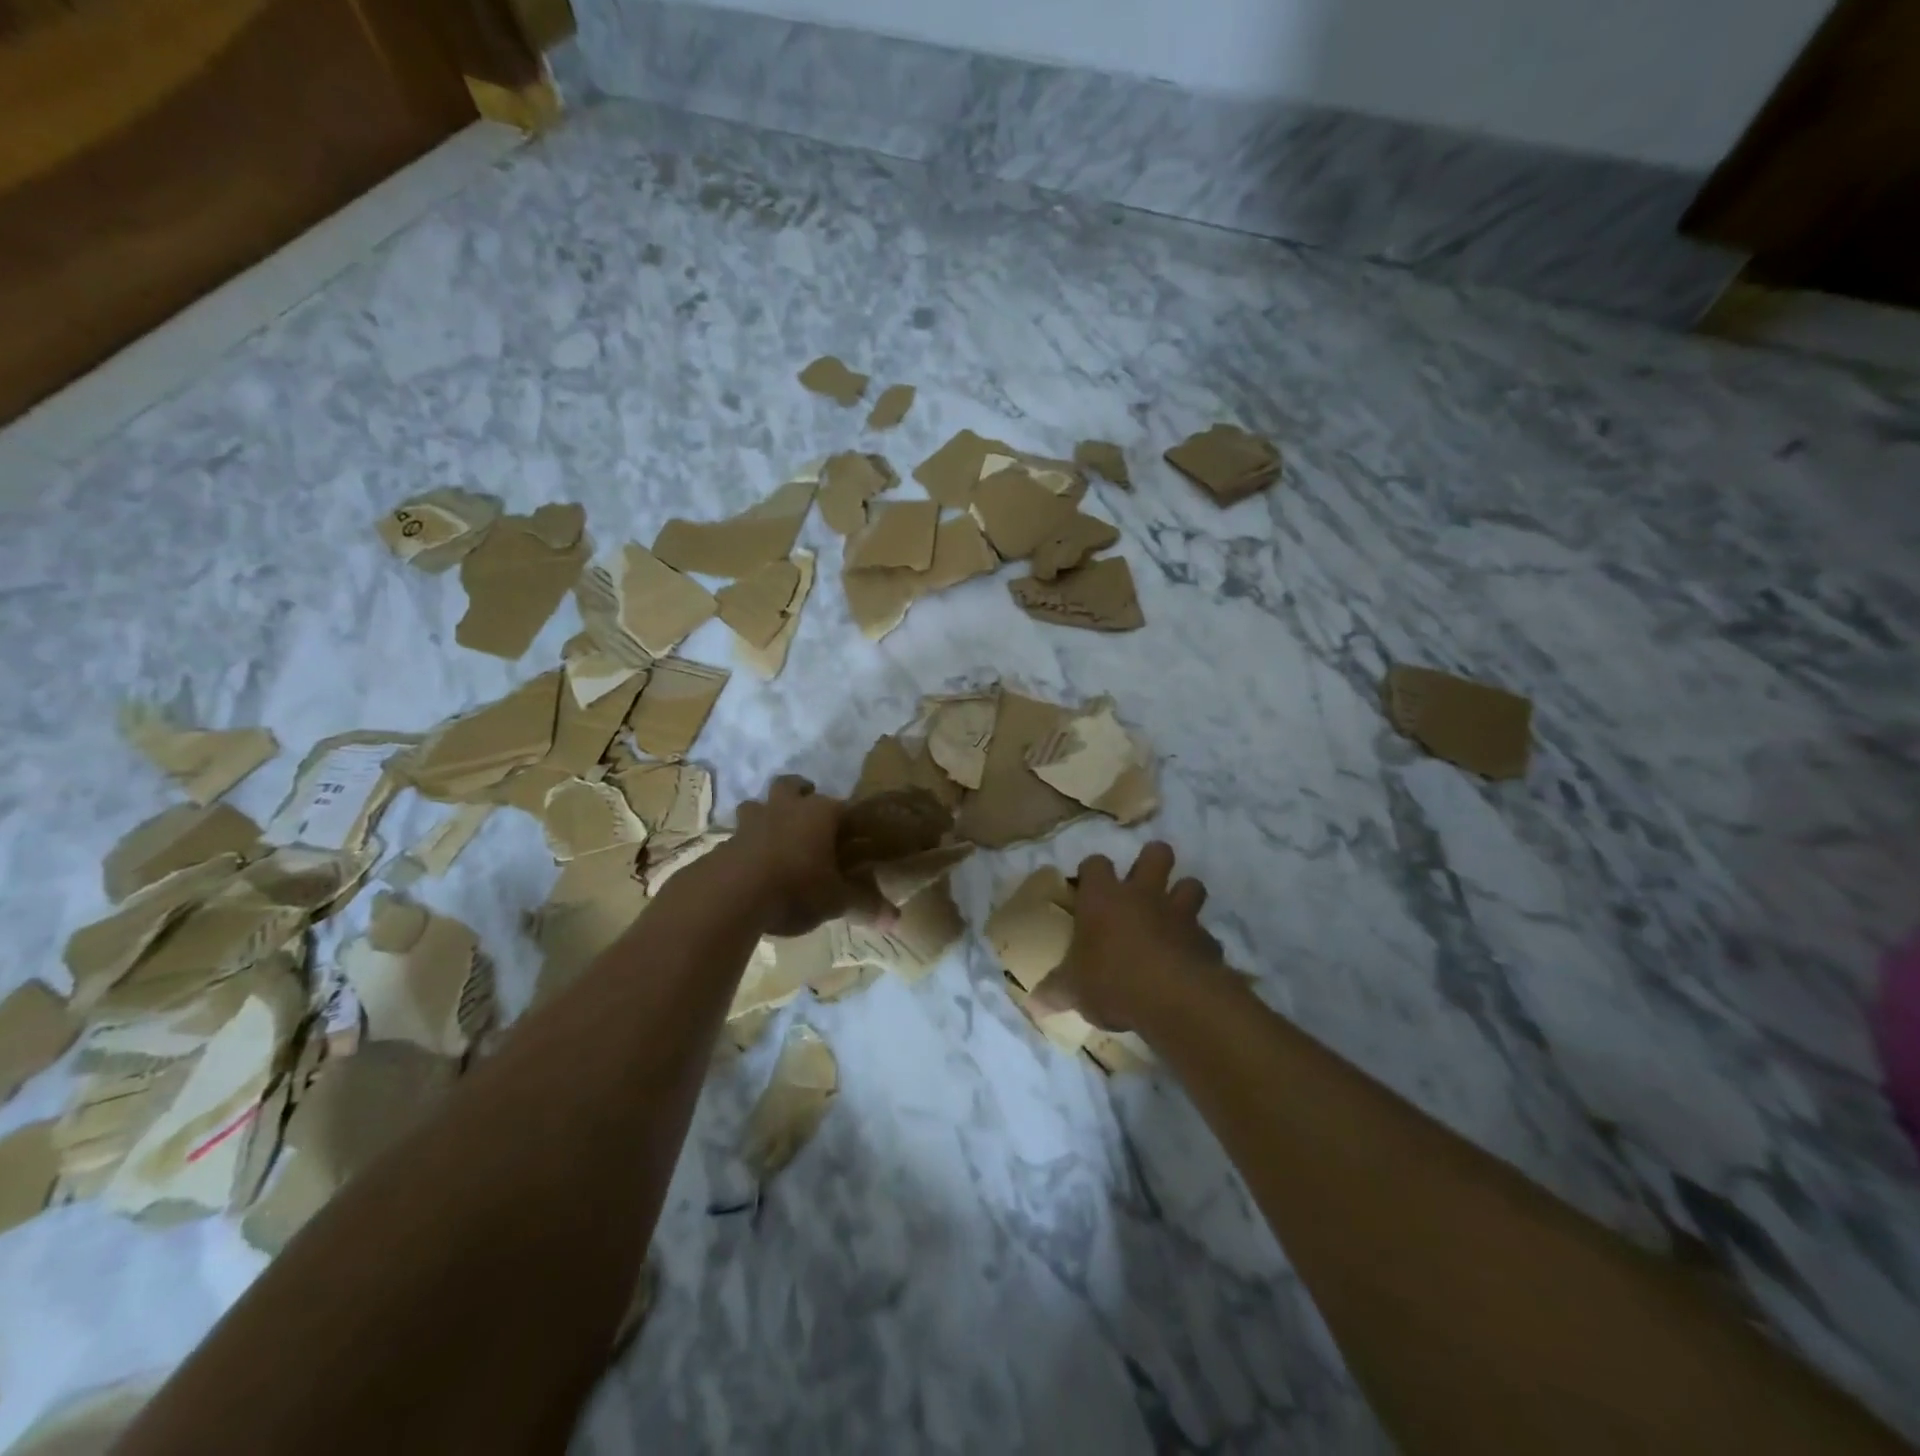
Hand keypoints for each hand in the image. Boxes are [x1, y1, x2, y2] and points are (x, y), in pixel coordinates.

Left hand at [725, 775, 890, 937]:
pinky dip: (745, 845)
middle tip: (807, 814)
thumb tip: (896, 921)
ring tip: (774, 836)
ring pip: (757, 804)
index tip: (852, 836)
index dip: (848, 820)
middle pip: (791, 785)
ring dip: (765, 815)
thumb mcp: (836, 901)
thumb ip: (865, 906)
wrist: (731, 895)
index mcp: (820, 813)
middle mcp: (785, 808)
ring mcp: (751, 822)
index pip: (842, 807)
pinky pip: (738, 836)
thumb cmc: (795, 888)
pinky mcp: (724, 842)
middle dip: (799, 793)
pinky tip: (750, 866)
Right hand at [1033, 842, 1227, 1029]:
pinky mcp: (1206, 941)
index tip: (1087, 886)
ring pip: (1192, 885)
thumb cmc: (1111, 981)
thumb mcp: (1073, 990)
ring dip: (1184, 896)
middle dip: (1152, 861)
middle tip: (1143, 883)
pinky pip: (1206, 936)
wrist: (1173, 998)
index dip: (1092, 871)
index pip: (1096, 864)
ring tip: (1173, 916)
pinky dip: (1199, 945)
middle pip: (1156, 853)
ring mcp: (1179, 914)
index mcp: (1103, 898)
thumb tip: (1033, 1003)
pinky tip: (1192, 961)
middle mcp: (1143, 895)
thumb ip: (1055, 991)